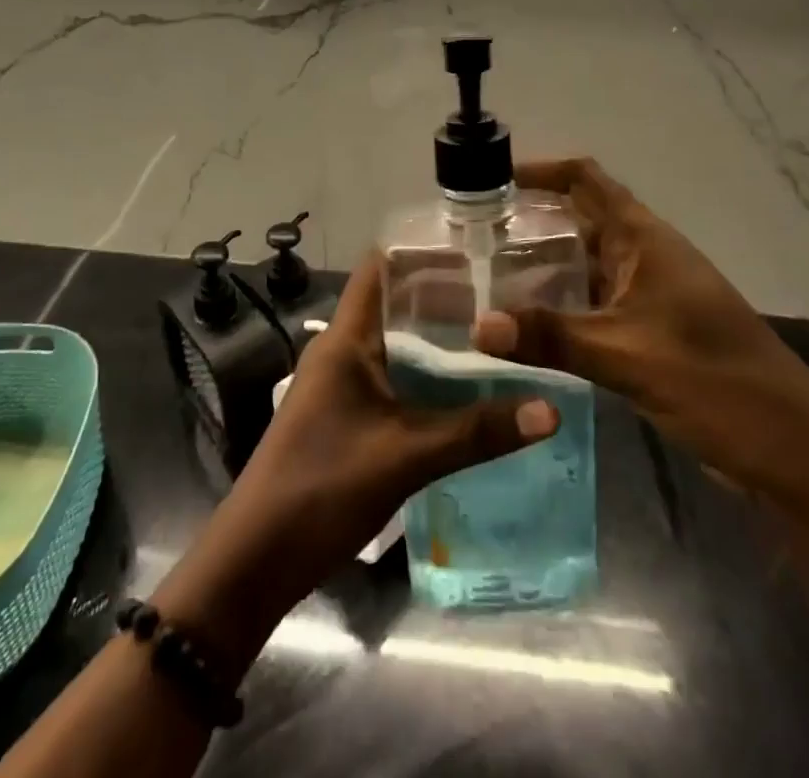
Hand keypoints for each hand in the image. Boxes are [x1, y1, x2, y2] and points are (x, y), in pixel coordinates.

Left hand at [244, 251, 557, 574]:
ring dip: (436, 339)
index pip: (380, 268)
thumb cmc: (324, 486)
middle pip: (394, 304)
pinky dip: (424, 374)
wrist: (257, 558)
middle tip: (504, 295)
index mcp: (346, 338)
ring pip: (394, 343)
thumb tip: (550, 410)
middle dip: (443, 297)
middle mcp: (340, 349)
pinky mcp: (344, 414)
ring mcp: (339, 383)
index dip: (423, 252)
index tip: (476, 250)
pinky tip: (463, 389)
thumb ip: (478, 431)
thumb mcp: (408, 456)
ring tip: (495, 336)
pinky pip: (390, 377)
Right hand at [471, 157, 808, 498]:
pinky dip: (561, 301)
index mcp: (644, 239)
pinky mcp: (651, 331)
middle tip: (473, 232)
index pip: (586, 179)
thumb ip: (550, 336)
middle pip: (580, 217)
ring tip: (486, 272)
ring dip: (543, 261)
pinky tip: (527, 321)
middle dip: (530, 217)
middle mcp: (645, 255)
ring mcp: (650, 294)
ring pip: (586, 262)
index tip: (490, 179)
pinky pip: (594, 301)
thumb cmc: (715, 381)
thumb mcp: (627, 355)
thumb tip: (477, 325)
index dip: (540, 169)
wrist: (794, 449)